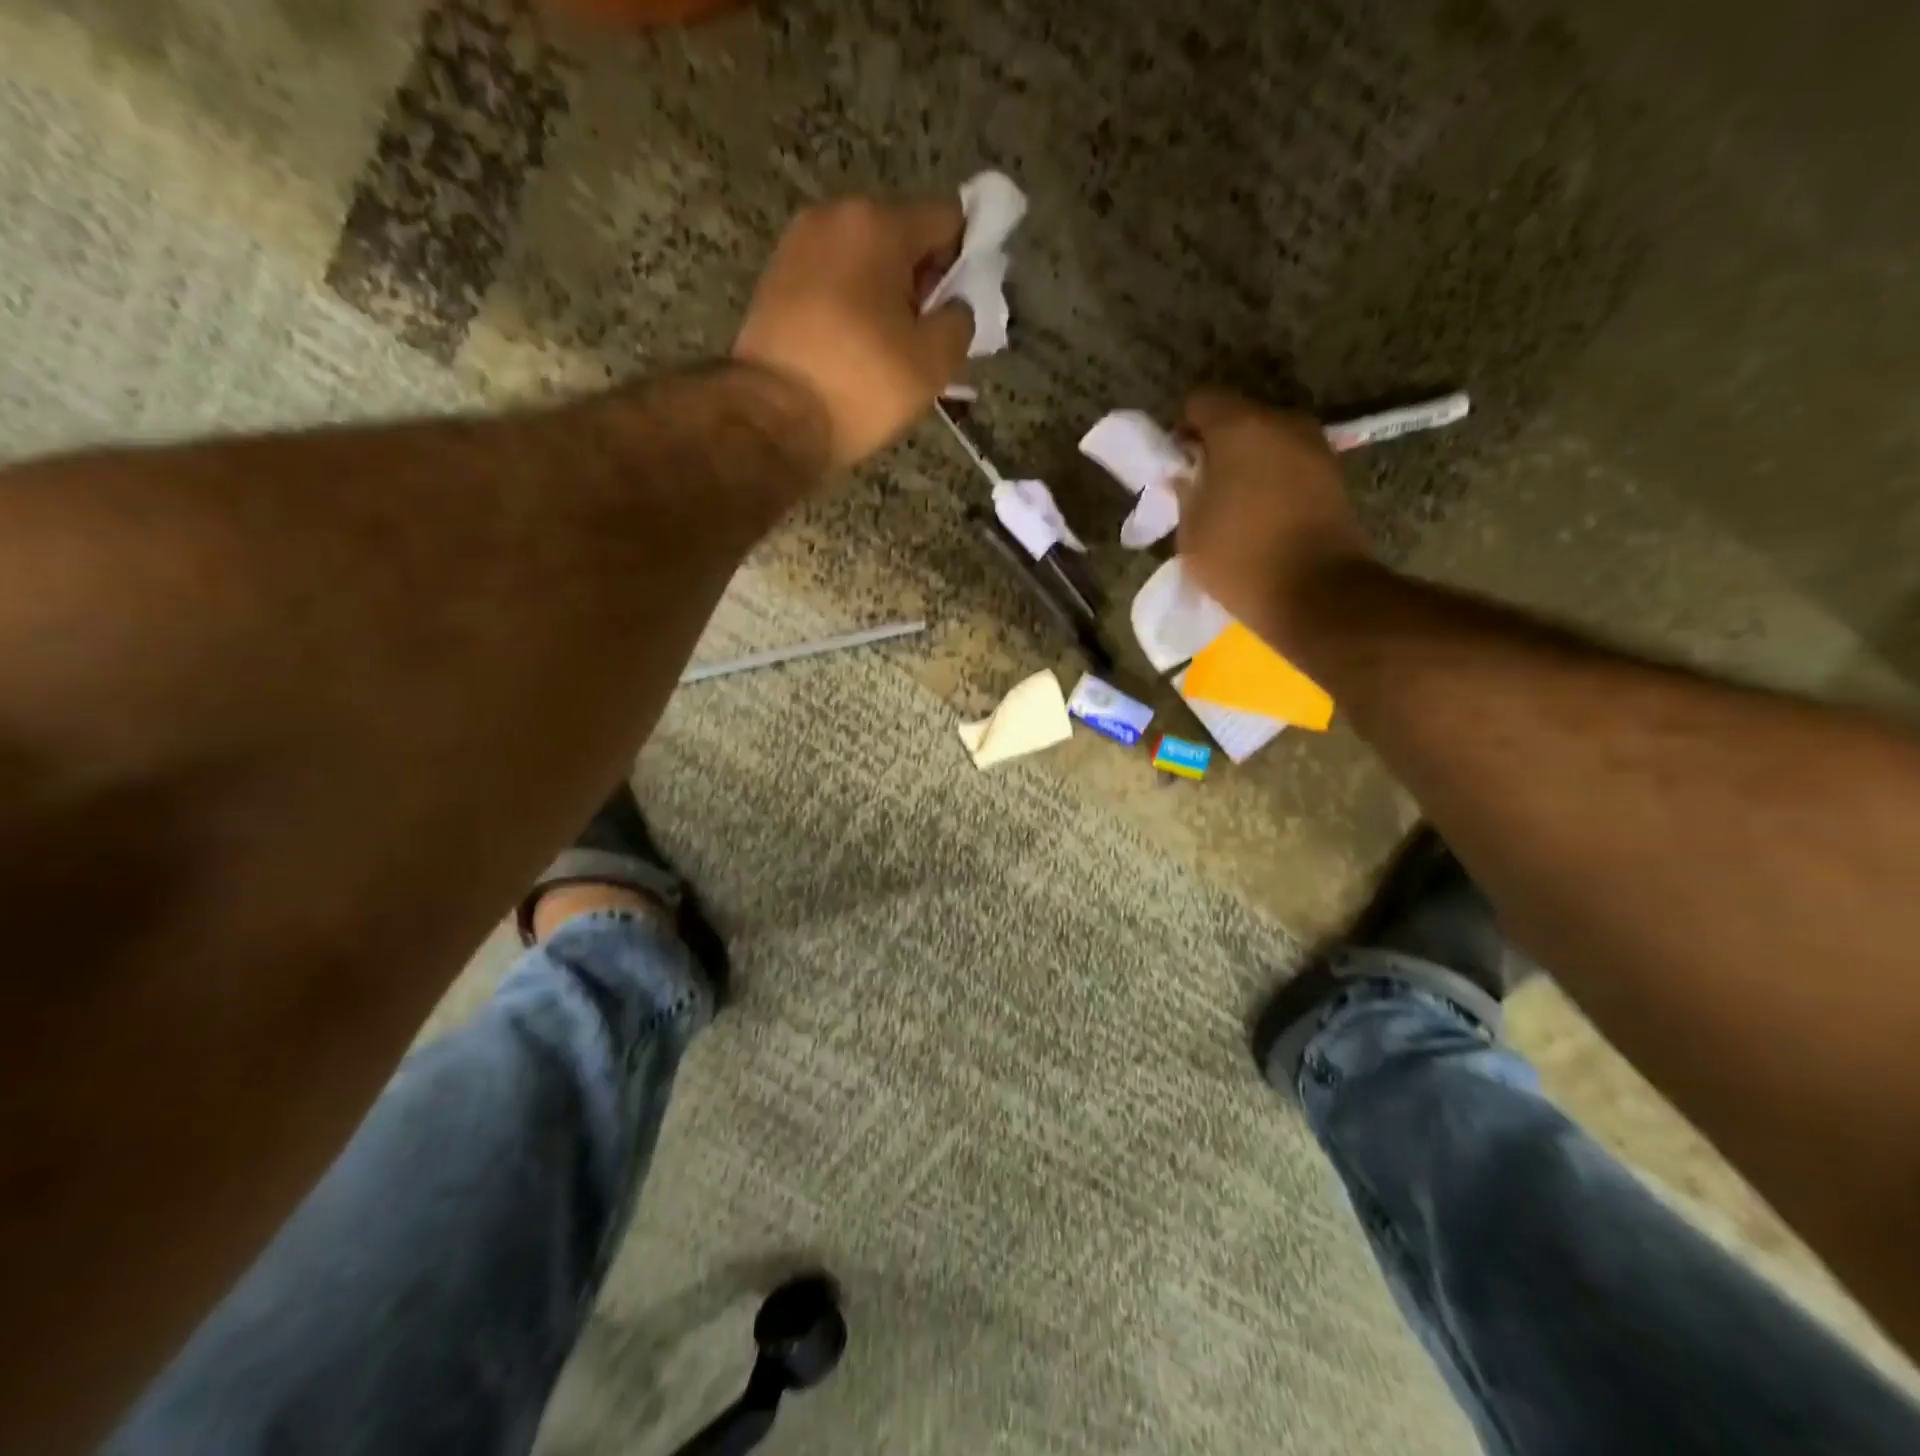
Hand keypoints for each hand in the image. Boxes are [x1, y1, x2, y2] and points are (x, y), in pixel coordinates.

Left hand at [735, 196, 973, 470]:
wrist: (772, 419)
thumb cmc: (861, 386)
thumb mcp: (933, 363)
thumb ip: (961, 321)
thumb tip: (957, 306)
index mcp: (878, 224)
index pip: (947, 219)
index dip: (966, 260)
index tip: (963, 308)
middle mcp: (833, 218)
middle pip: (901, 239)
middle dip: (921, 282)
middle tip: (926, 340)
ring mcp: (796, 248)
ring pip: (863, 265)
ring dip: (884, 299)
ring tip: (887, 355)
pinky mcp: (772, 283)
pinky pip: (831, 286)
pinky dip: (850, 310)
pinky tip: (853, 355)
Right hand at [1177, 389, 1375, 653]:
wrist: (1316, 592)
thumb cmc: (1239, 558)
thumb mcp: (1190, 528)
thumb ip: (1185, 489)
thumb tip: (1187, 473)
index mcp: (1240, 427)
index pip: (1200, 401)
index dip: (1183, 429)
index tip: (1178, 465)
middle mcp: (1282, 422)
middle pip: (1238, 416)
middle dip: (1217, 444)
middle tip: (1202, 485)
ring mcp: (1314, 445)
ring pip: (1267, 439)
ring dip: (1247, 461)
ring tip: (1232, 502)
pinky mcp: (1332, 472)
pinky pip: (1289, 461)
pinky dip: (1272, 476)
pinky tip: (1261, 512)